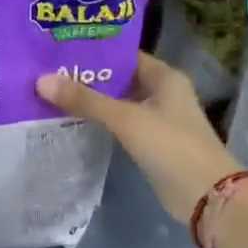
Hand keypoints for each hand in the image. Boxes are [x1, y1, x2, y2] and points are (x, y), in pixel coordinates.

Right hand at [37, 54, 243, 225]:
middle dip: (88, 78)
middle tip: (48, 73)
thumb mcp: (127, 119)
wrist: (205, 196)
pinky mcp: (151, 144)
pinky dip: (101, 123)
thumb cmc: (171, 146)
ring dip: (92, 102)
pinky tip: (72, 122)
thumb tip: (42, 80)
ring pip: (119, 104)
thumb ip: (86, 100)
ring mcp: (158, 120)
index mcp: (165, 77)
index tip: (60, 51)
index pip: (125, 56)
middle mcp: (163, 93)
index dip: (95, 52)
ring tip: (52, 94)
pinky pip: (121, 126)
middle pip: (120, 79)